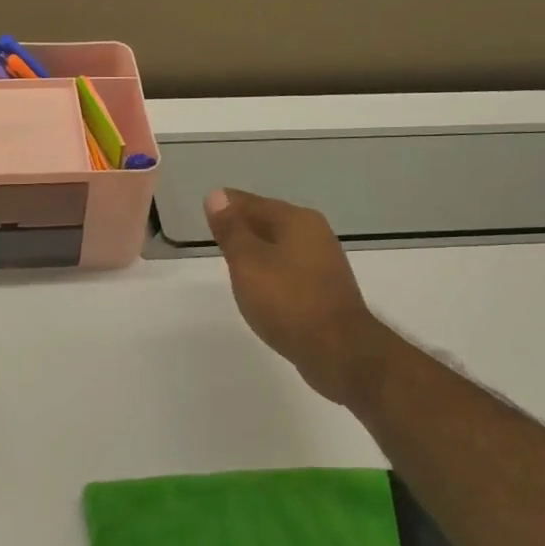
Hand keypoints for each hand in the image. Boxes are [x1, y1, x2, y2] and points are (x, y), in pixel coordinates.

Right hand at [206, 188, 381, 408]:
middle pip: (269, 221)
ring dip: (256, 248)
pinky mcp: (324, 289)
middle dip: (243, 224)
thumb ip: (231, 229)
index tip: (206, 207)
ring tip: (230, 257)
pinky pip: (288, 268)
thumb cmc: (287, 301)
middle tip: (214, 231)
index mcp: (297, 220)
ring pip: (279, 245)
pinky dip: (269, 269)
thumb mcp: (248, 262)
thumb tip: (216, 195)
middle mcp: (315, 234)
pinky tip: (257, 283)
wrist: (338, 350)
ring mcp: (323, 263)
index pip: (253, 202)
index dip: (228, 205)